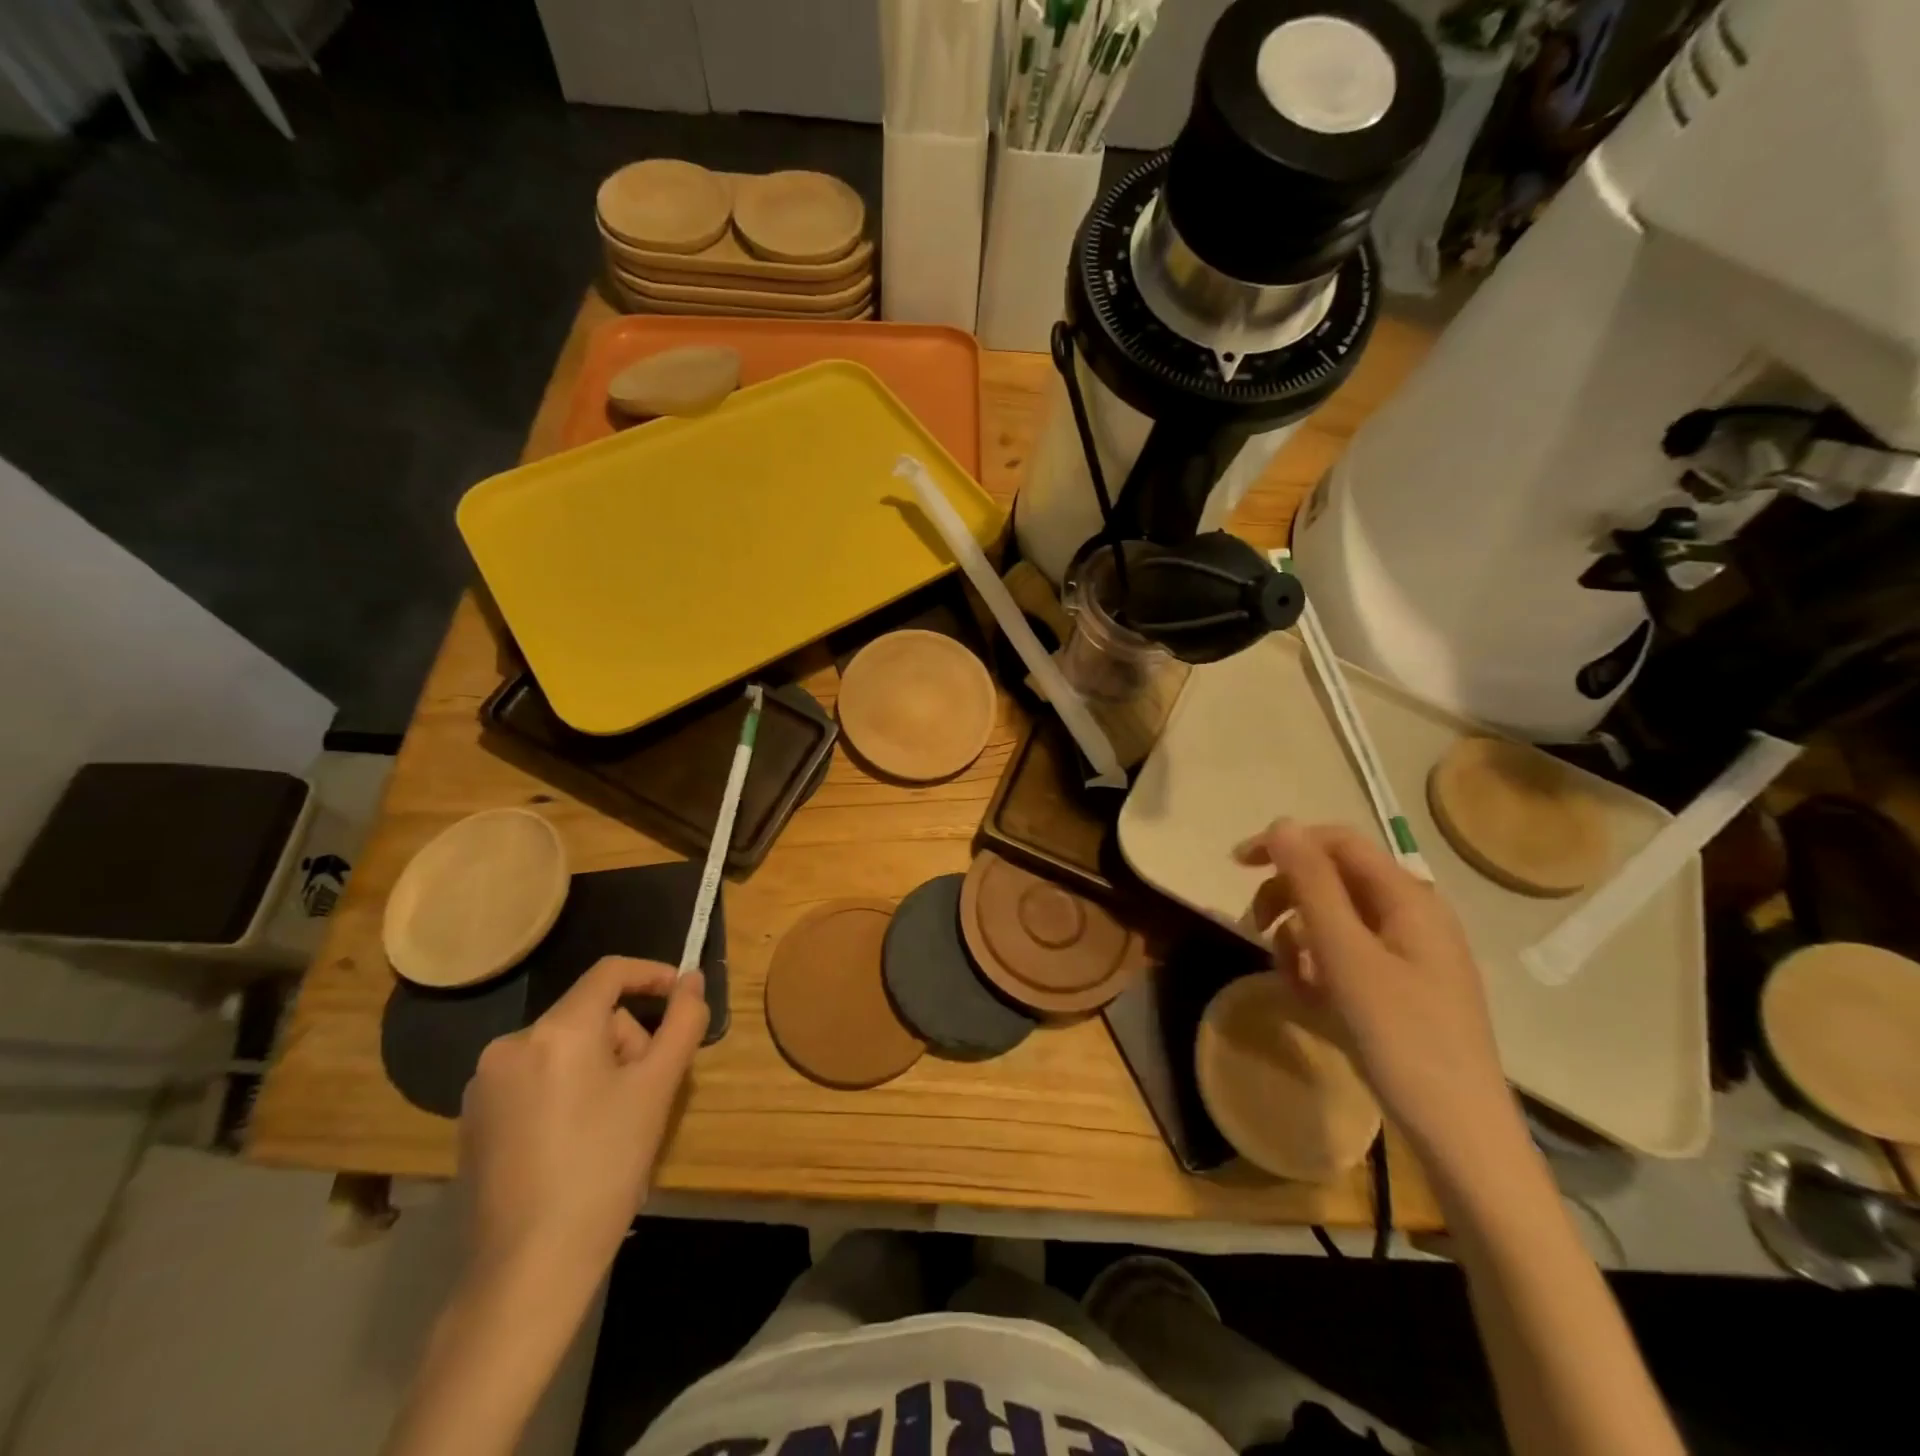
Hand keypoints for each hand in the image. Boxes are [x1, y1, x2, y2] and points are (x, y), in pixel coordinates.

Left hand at [459, 957, 708, 1290]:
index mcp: (557, 1030)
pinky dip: (564, 1089)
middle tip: (647, 1089)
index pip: (610, 973)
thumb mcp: (658, 1088)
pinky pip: (534, 1078)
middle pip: (589, 1014)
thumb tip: (693, 979)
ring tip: (613, 1121)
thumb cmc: (605, 1167)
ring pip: (563, 1047)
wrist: (528, 1268)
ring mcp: (484, 1084)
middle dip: (626, 1040)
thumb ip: (683, 1021)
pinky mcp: (473, 1119)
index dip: (652, 974)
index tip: (682, 994)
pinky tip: (576, 1139)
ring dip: (598, 1066)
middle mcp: (511, 1044)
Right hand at [1234, 821, 1521, 1175]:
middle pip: (1334, 880)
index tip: (1236, 867)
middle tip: (1255, 930)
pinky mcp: (1403, 987)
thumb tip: (1282, 825)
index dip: (1284, 844)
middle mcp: (1412, 915)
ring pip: (1336, 921)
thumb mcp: (1345, 954)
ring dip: (1301, 940)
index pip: (1337, 842)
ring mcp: (1410, 954)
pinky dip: (1321, 969)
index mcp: (1407, 898)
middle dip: (1288, 899)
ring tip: (1291, 980)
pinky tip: (1313, 1002)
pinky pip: (1349, 957)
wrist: (1460, 1135)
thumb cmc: (1401, 1037)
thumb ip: (1312, 884)